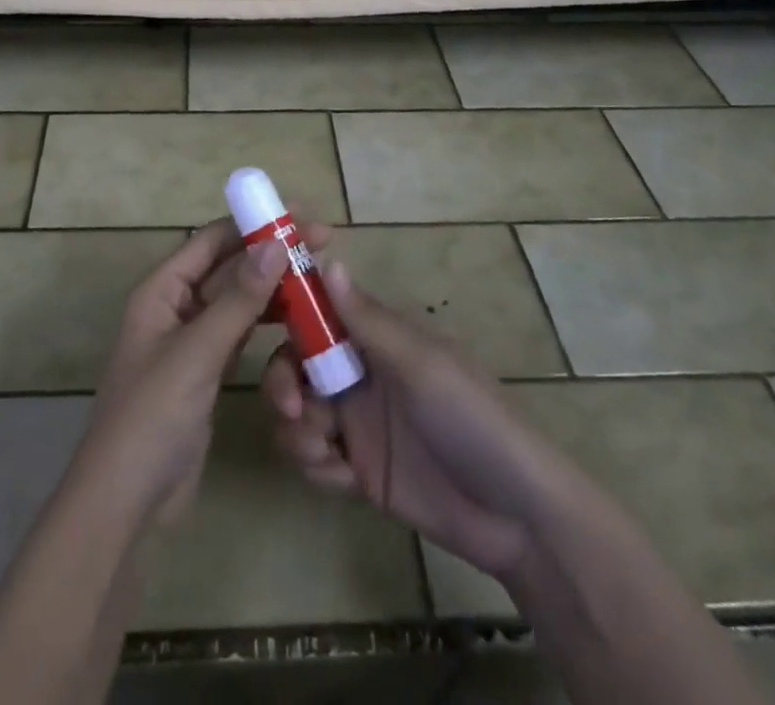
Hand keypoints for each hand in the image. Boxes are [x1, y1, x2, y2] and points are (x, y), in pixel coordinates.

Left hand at [73, 219, 292, 530]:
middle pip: (228, 266)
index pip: (212, 240)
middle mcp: (177, 306)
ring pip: (238, 299)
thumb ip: (238, 300)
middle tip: (323, 244)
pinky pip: (241, 332)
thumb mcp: (196, 352)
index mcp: (162, 289)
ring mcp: (193, 340)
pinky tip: (298, 318)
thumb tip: (275, 243)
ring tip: (318, 277)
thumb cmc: (152, 416)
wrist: (126, 502)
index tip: (300, 215)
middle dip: (270, 253)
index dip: (254, 223)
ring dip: (273, 286)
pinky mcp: (207, 371)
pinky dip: (267, 321)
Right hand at [261, 261, 547, 587]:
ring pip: (298, 411)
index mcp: (376, 337)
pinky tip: (342, 477)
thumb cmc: (472, 418)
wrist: (515, 515)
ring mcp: (357, 421)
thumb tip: (327, 259)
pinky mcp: (358, 468)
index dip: (288, 311)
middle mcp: (360, 371)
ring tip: (323, 450)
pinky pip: (314, 457)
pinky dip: (316, 464)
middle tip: (291, 406)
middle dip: (283, 381)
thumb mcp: (421, 365)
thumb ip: (368, 320)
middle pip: (296, 362)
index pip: (319, 310)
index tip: (259, 322)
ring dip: (297, 427)